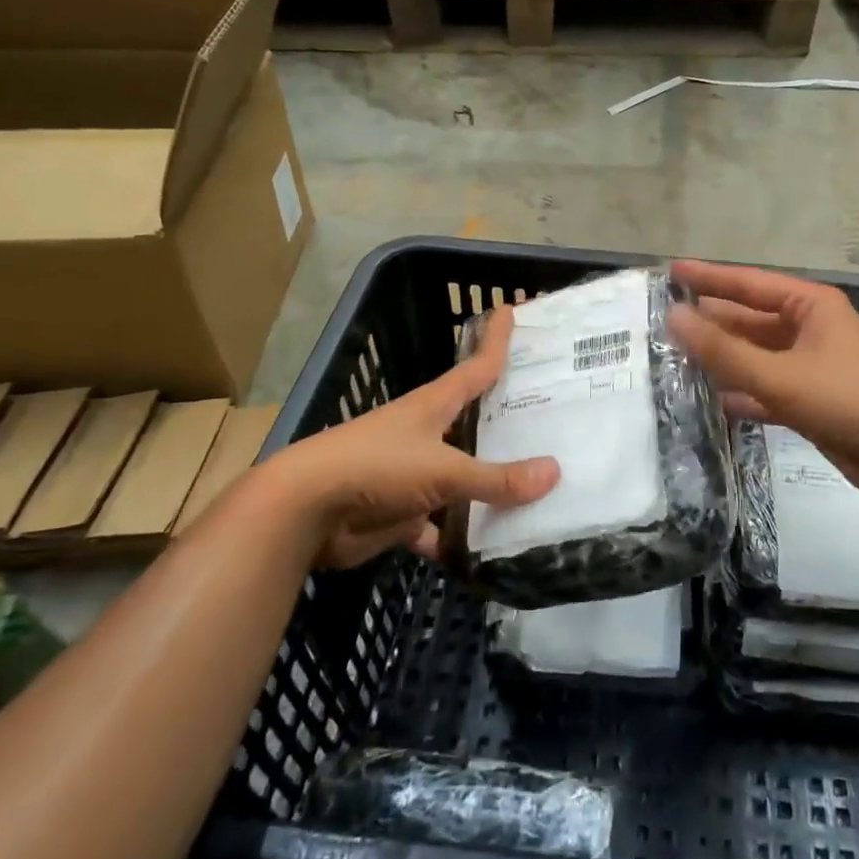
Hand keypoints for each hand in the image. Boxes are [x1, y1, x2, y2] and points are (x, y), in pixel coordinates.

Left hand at [258, 308, 559, 569]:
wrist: (304, 512)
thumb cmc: (376, 467)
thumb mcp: (443, 469)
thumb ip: (496, 478)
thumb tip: (555, 473)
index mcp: (433, 406)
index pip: (476, 366)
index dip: (495, 340)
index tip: (512, 309)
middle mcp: (426, 434)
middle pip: (475, 423)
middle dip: (508, 421)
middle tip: (554, 416)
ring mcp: (412, 474)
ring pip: (463, 478)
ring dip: (490, 486)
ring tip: (540, 490)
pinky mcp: (400, 513)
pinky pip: (441, 525)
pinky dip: (460, 537)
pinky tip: (492, 550)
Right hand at [667, 259, 858, 494]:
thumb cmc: (846, 399)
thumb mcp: (779, 374)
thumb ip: (723, 350)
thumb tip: (673, 316)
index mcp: (809, 306)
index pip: (748, 283)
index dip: (708, 277)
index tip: (670, 271)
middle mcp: (810, 328)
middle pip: (750, 320)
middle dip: (711, 323)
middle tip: (663, 323)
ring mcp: (812, 365)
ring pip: (757, 356)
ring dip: (723, 359)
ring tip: (676, 360)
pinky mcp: (812, 399)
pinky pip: (768, 387)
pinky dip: (743, 392)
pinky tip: (712, 400)